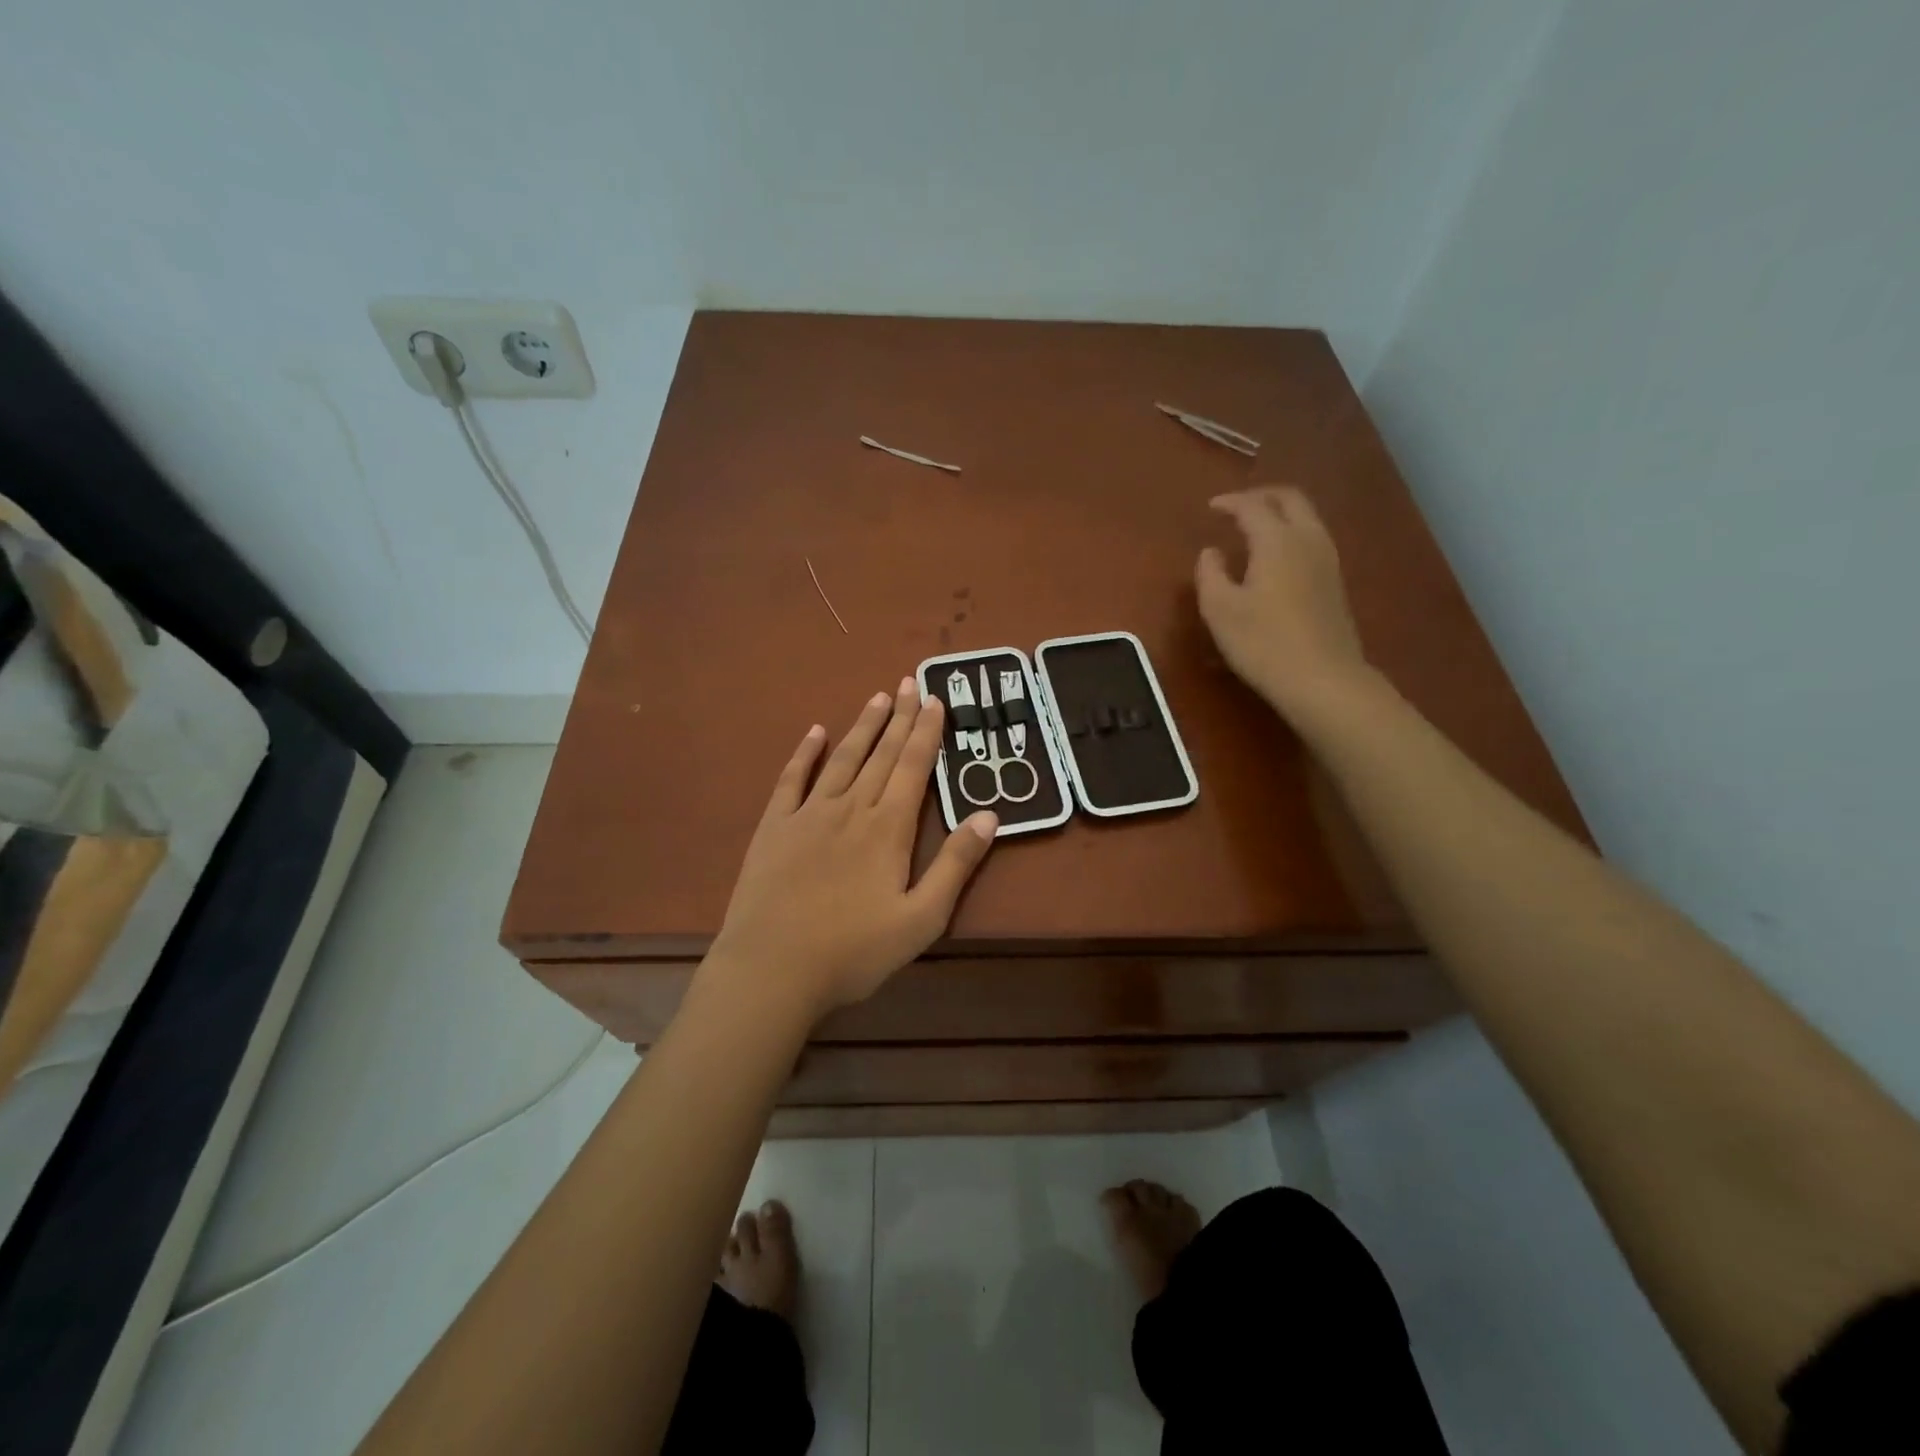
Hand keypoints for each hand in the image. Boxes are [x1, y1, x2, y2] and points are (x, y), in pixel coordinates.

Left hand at [705, 678, 998, 1018]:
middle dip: (900, 717)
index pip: (914, 767)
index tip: (935, 699)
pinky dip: (805, 753)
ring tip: (877, 698)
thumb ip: (956, 865)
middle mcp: (851, 808)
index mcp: (888, 829)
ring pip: (843, 759)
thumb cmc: (853, 952)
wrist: (772, 969)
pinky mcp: (774, 827)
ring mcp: (808, 814)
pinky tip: (815, 732)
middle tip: (909, 681)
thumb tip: (989, 815)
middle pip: (882, 754)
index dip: (927, 731)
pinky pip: (791, 779)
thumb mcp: (921, 919)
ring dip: (862, 727)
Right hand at [1195, 486, 1371, 725]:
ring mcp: (1328, 561)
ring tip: (1255, 527)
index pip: (1252, 506)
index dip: (1230, 502)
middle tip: (1237, 506)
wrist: (1322, 679)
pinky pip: (1313, 539)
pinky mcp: (1335, 582)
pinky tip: (1276, 556)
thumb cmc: (1263, 643)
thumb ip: (1210, 574)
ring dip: (1280, 513)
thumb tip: (1211, 552)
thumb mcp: (1220, 610)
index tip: (1211, 507)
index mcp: (1277, 541)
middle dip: (1262, 496)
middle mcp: (1308, 540)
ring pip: (1307, 518)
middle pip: (1290, 499)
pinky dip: (1292, 533)